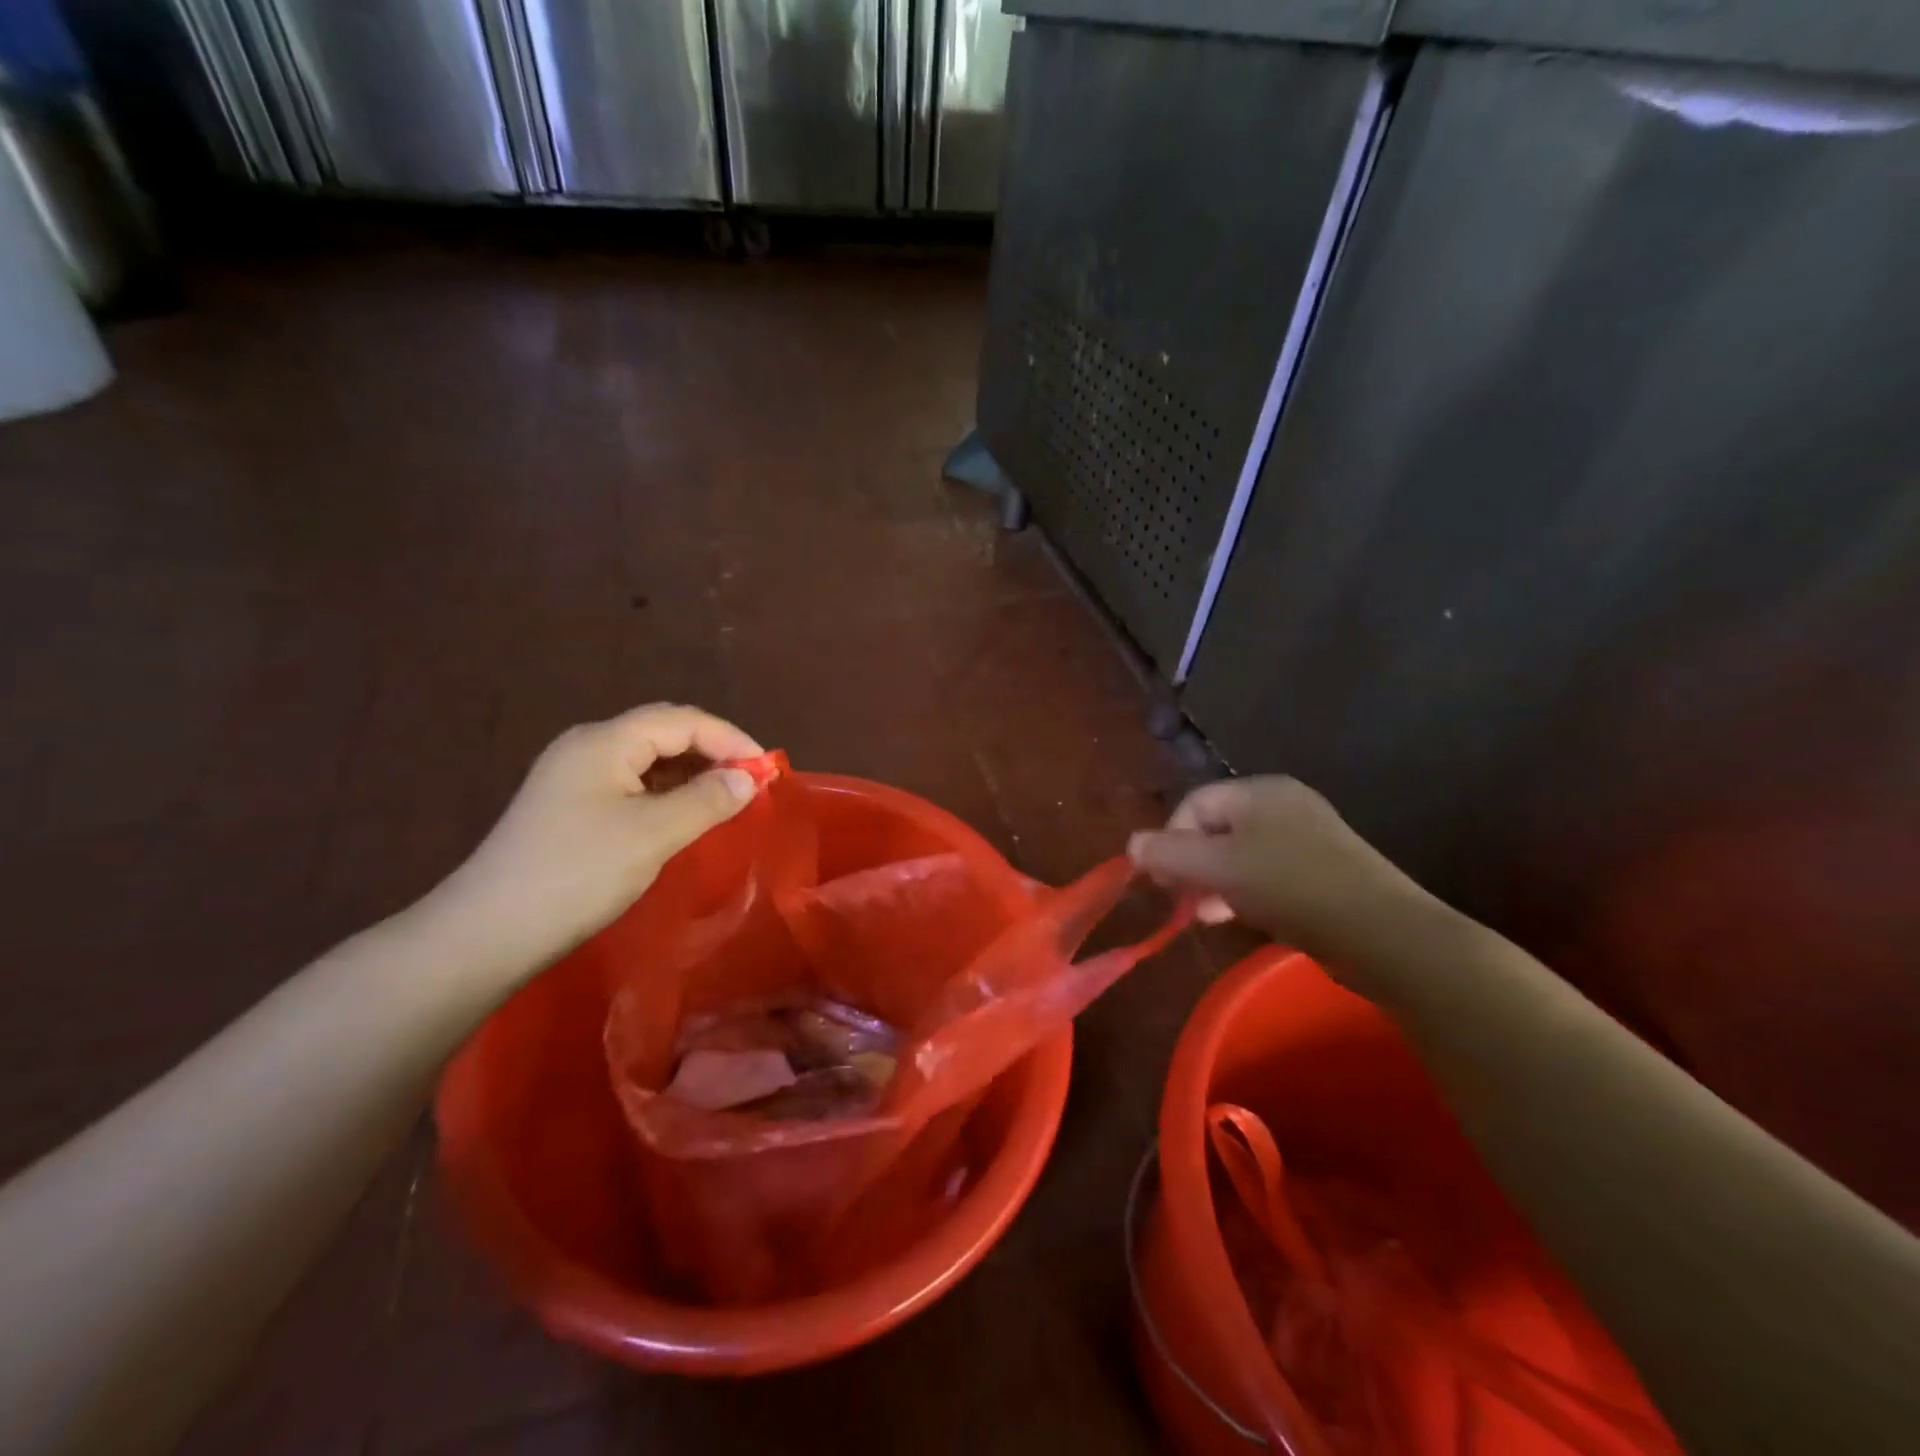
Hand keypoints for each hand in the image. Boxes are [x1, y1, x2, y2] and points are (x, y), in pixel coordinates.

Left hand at [437, 703, 762, 971]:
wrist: (489, 932)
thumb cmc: (577, 873)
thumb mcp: (652, 834)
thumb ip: (707, 800)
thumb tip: (748, 777)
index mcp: (605, 742)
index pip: (681, 721)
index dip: (730, 738)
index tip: (767, 770)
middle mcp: (588, 747)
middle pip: (664, 732)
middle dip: (713, 750)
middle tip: (750, 781)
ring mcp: (575, 777)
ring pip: (648, 759)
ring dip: (691, 772)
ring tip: (726, 798)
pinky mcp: (570, 806)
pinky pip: (632, 783)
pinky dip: (668, 792)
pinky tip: (685, 815)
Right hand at [1128, 776, 1429, 966]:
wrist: (1384, 934)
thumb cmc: (1291, 887)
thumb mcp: (1219, 868)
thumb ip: (1170, 854)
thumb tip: (1131, 844)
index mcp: (1260, 792)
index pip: (1194, 803)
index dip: (1170, 839)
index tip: (1164, 880)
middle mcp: (1284, 805)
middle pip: (1216, 827)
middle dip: (1191, 863)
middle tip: (1181, 899)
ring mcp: (1307, 838)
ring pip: (1240, 854)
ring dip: (1215, 882)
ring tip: (1206, 914)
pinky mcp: (1323, 871)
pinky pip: (1268, 873)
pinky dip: (1245, 892)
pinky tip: (1239, 917)